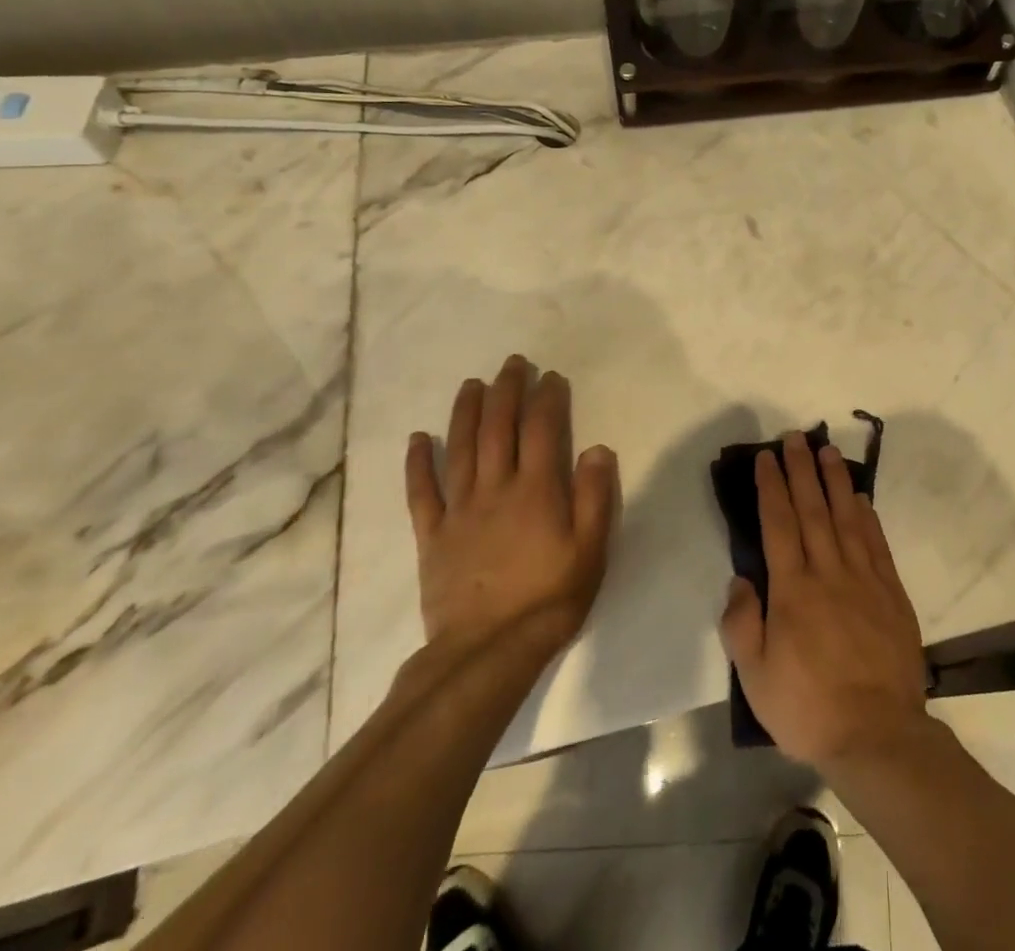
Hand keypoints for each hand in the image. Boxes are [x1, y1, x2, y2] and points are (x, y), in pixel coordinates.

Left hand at [404, 356, 617, 657]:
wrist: (488, 651)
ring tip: (471, 384)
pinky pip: (422, 493)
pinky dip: (418, 464)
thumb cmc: (550, 597)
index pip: (542, 429)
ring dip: (466, 412)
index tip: (551, 377)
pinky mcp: (433, 536)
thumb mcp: (591, 548)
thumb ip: (595, 495)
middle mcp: (496, 488)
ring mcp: (460, 510)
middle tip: (512, 364)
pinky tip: (418, 439)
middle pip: (499, 428)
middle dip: (507, 391)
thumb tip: (597, 447)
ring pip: (461, 449)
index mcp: (537, 489)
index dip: (547, 398)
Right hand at [719, 432, 929, 772]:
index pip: (778, 524)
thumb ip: (742, 624)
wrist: (877, 734)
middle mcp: (828, 572)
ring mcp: (864, 578)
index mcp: (793, 590)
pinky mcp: (891, 591)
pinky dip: (867, 515)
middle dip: (801, 470)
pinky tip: (861, 497)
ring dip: (835, 481)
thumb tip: (741, 579)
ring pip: (847, 517)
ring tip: (827, 451)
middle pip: (813, 509)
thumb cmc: (808, 708)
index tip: (766, 458)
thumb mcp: (756, 678)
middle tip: (795, 437)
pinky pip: (876, 542)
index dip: (771, 487)